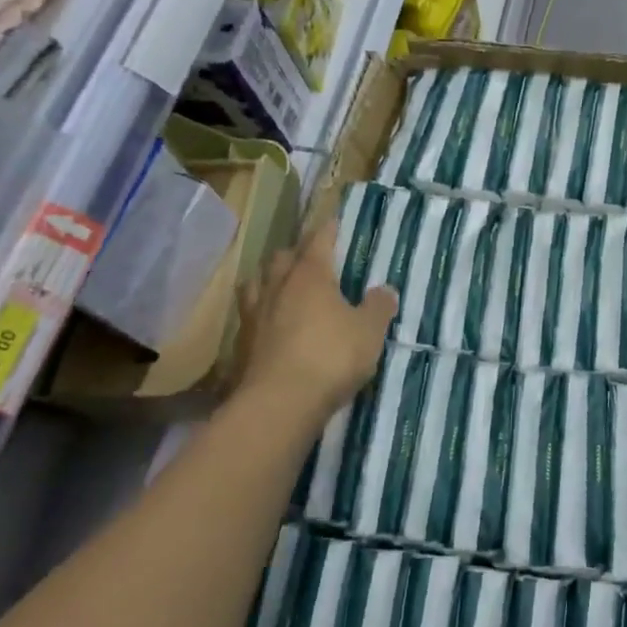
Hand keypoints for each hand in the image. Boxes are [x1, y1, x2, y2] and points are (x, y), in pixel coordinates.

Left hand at [234, 218, 396, 422]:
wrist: (278, 404)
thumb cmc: (330, 357)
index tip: (334, 221)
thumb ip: (379, 307)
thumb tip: (386, 289)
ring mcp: (255, 315)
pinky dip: (261, 314)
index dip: (328, 229)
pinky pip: (250, 316)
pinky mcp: (241, 345)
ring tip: (283, 287)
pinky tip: (270, 325)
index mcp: (310, 275)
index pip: (319, 240)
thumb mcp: (369, 331)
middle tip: (311, 258)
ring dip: (270, 280)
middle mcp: (278, 286)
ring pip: (257, 283)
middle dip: (296, 253)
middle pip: (282, 257)